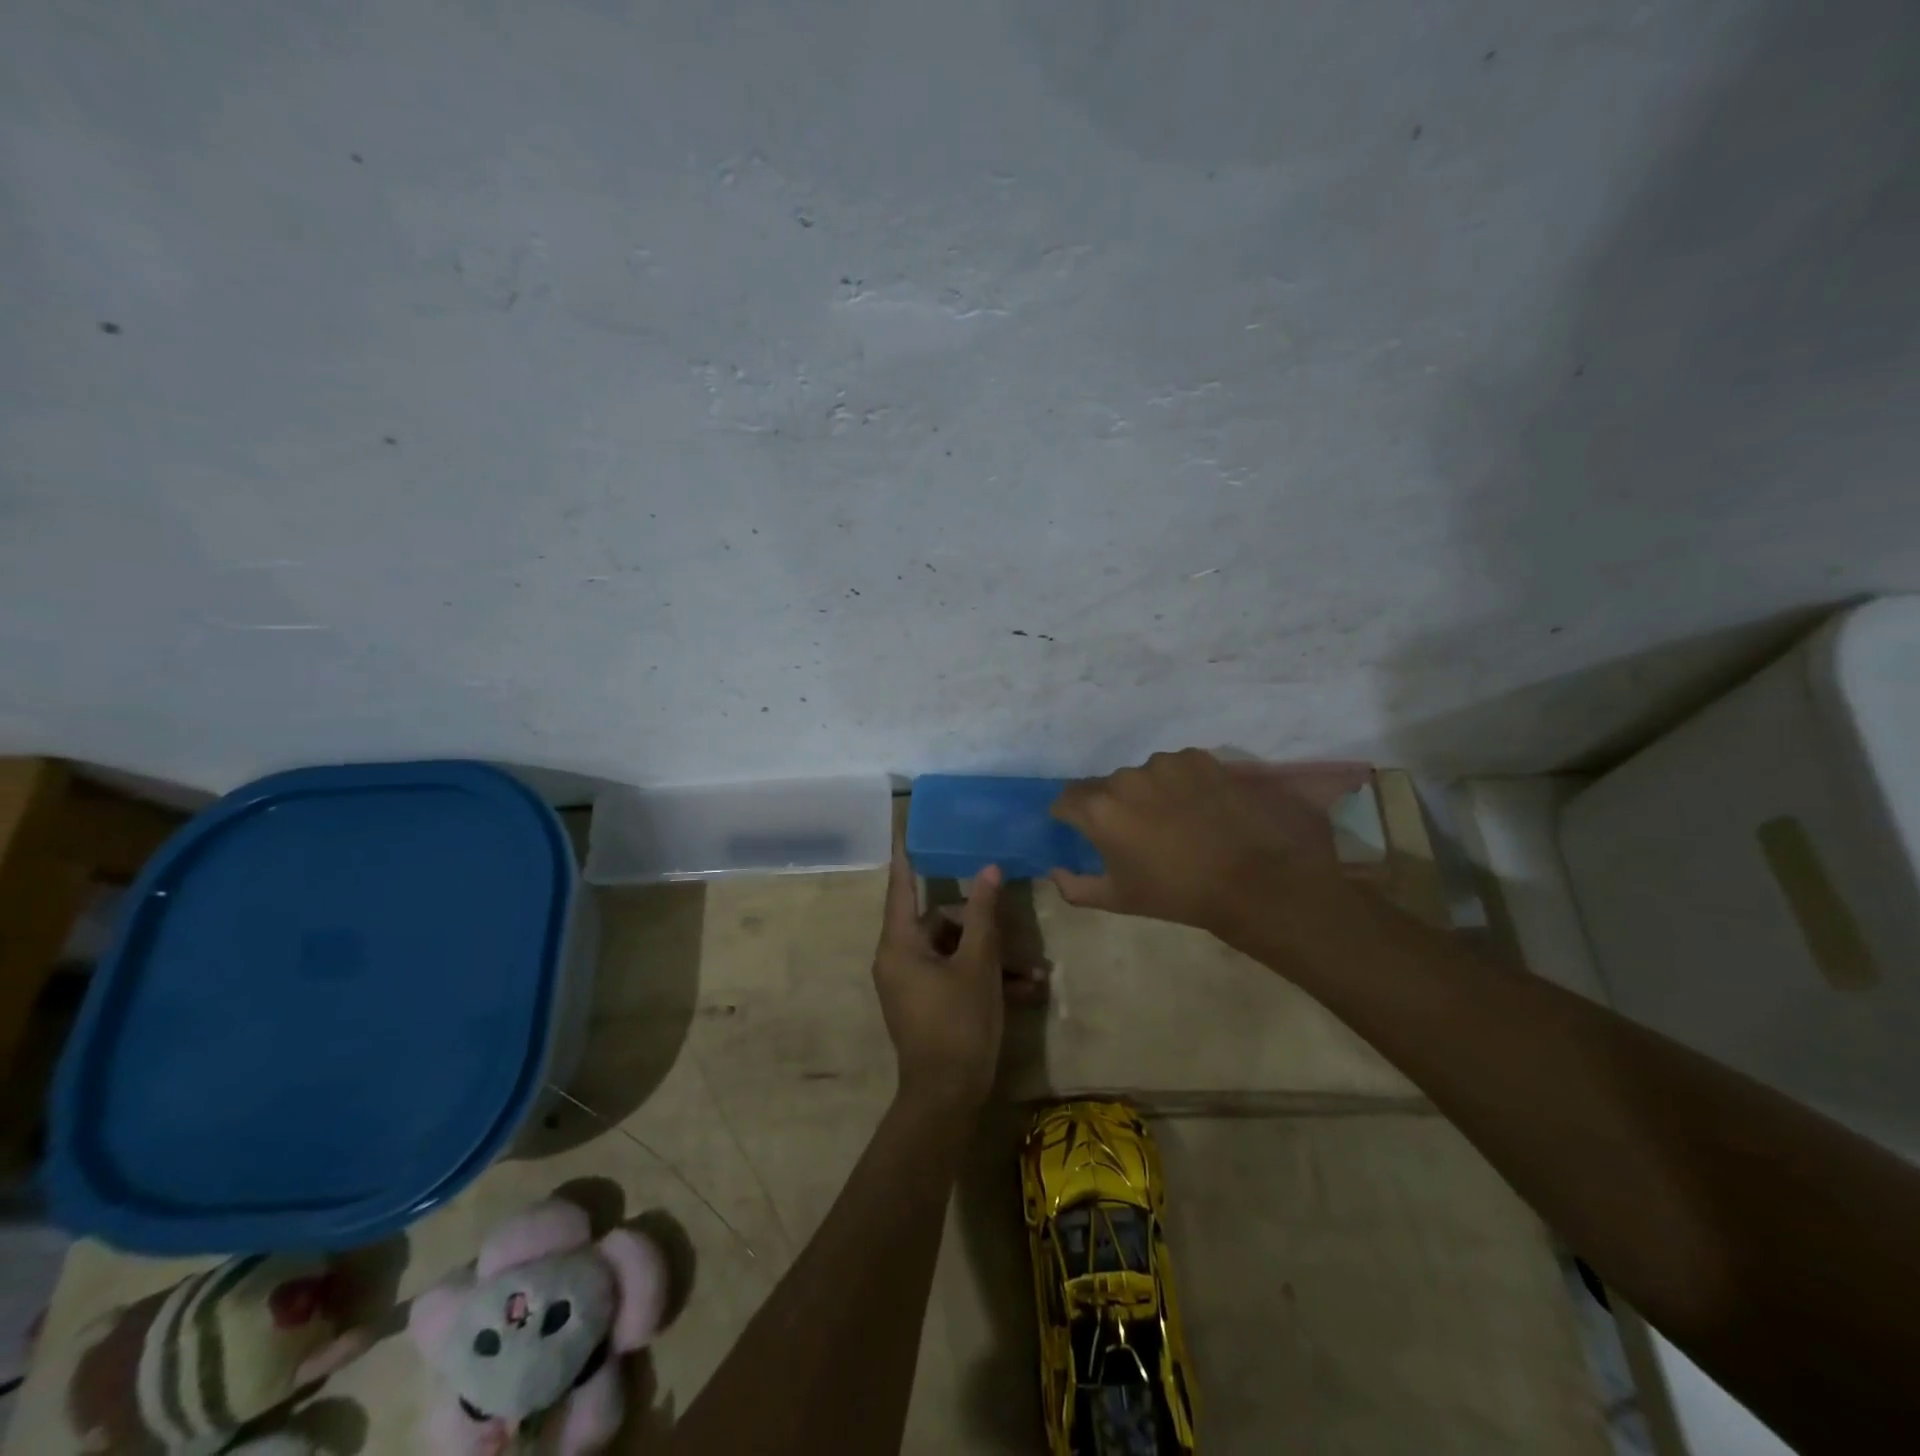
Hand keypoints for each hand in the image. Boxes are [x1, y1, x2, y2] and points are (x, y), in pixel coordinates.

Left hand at [872, 833, 1039, 1112]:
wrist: (947, 1099)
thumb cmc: (958, 1024)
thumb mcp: (978, 965)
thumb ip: (983, 915)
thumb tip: (988, 869)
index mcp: (900, 944)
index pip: (901, 886)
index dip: (906, 856)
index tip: (904, 826)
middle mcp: (900, 958)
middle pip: (941, 922)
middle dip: (983, 928)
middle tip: (1018, 937)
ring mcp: (913, 983)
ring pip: (956, 951)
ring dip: (994, 958)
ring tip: (1035, 973)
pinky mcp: (928, 1003)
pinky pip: (956, 976)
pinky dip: (985, 979)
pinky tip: (1027, 989)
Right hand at [1049, 748, 1359, 938]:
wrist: (1251, 879)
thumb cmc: (1177, 894)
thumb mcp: (1118, 899)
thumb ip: (1075, 887)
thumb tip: (1055, 871)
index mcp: (1099, 810)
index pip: (1066, 799)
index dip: (1070, 815)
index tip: (1082, 829)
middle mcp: (1125, 778)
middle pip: (1105, 786)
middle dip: (1113, 805)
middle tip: (1135, 830)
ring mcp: (1163, 764)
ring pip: (1141, 775)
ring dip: (1147, 791)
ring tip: (1173, 817)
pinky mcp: (1197, 758)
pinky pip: (1175, 767)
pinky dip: (1178, 783)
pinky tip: (1198, 806)